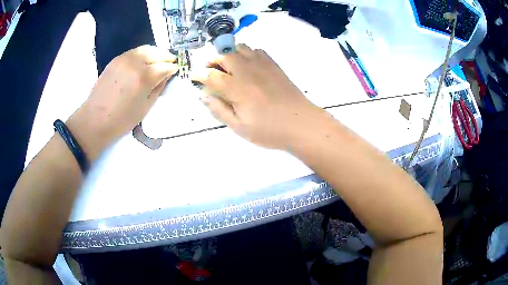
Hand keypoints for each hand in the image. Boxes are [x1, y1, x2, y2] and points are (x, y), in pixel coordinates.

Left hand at [67, 45, 177, 157]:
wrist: (95, 120)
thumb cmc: (122, 120)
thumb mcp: (145, 107)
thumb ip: (158, 88)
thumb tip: (166, 76)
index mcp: (145, 77)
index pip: (166, 66)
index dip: (173, 68)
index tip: (176, 70)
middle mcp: (136, 63)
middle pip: (157, 53)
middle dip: (166, 57)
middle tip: (171, 63)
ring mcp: (124, 59)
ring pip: (146, 48)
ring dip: (155, 52)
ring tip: (159, 59)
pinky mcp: (116, 60)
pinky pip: (134, 51)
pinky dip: (143, 53)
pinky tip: (144, 60)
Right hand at [191, 44, 322, 149]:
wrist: (301, 123)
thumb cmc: (269, 130)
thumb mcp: (240, 127)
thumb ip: (219, 110)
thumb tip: (204, 96)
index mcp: (236, 88)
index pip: (211, 75)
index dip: (198, 74)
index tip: (193, 76)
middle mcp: (247, 71)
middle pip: (224, 54)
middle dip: (212, 59)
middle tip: (209, 69)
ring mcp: (262, 65)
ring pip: (240, 48)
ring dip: (229, 53)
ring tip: (227, 65)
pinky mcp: (274, 65)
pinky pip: (256, 50)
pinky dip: (246, 53)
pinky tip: (247, 64)